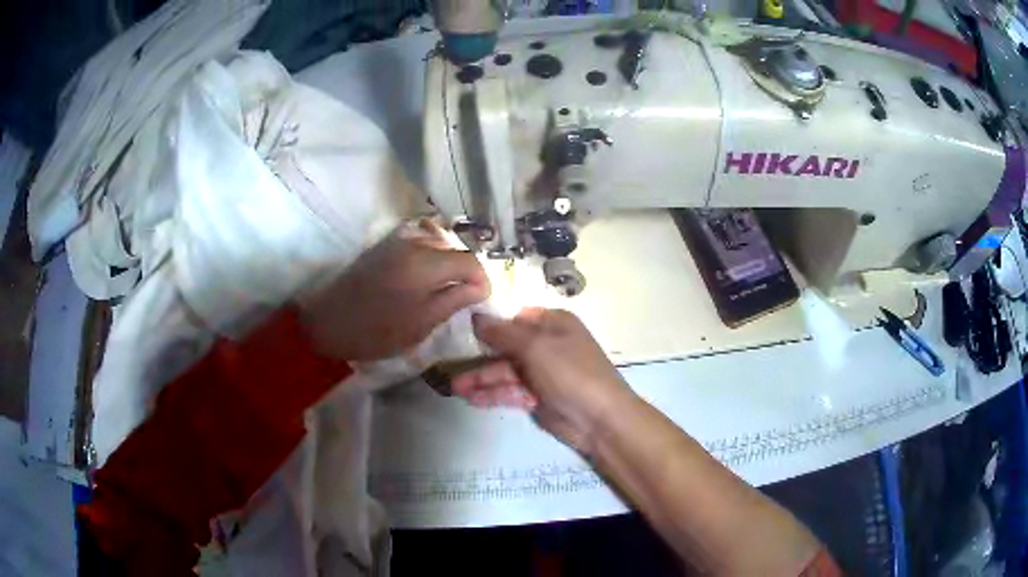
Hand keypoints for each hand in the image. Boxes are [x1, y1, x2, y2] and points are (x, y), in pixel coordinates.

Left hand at [300, 220, 489, 360]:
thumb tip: (482, 287)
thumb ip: (455, 300)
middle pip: (453, 249)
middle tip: (464, 298)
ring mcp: (396, 241)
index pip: (469, 260)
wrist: (327, 322)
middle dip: (465, 271)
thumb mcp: (422, 323)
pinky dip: (429, 259)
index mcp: (425, 263)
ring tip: (445, 290)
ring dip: (446, 264)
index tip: (480, 301)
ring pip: (436, 244)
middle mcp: (413, 243)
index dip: (481, 280)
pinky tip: (424, 280)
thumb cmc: (376, 331)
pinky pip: (418, 244)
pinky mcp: (383, 245)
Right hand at [452, 309, 633, 454]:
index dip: (489, 324)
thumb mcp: (536, 346)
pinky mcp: (538, 397)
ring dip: (481, 379)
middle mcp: (547, 344)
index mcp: (553, 323)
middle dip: (479, 358)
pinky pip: (511, 391)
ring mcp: (542, 373)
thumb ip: (503, 333)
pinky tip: (472, 399)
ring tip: (454, 389)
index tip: (460, 331)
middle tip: (448, 366)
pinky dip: (493, 394)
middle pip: (506, 347)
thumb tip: (476, 316)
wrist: (599, 420)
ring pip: (505, 372)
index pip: (515, 318)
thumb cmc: (571, 372)